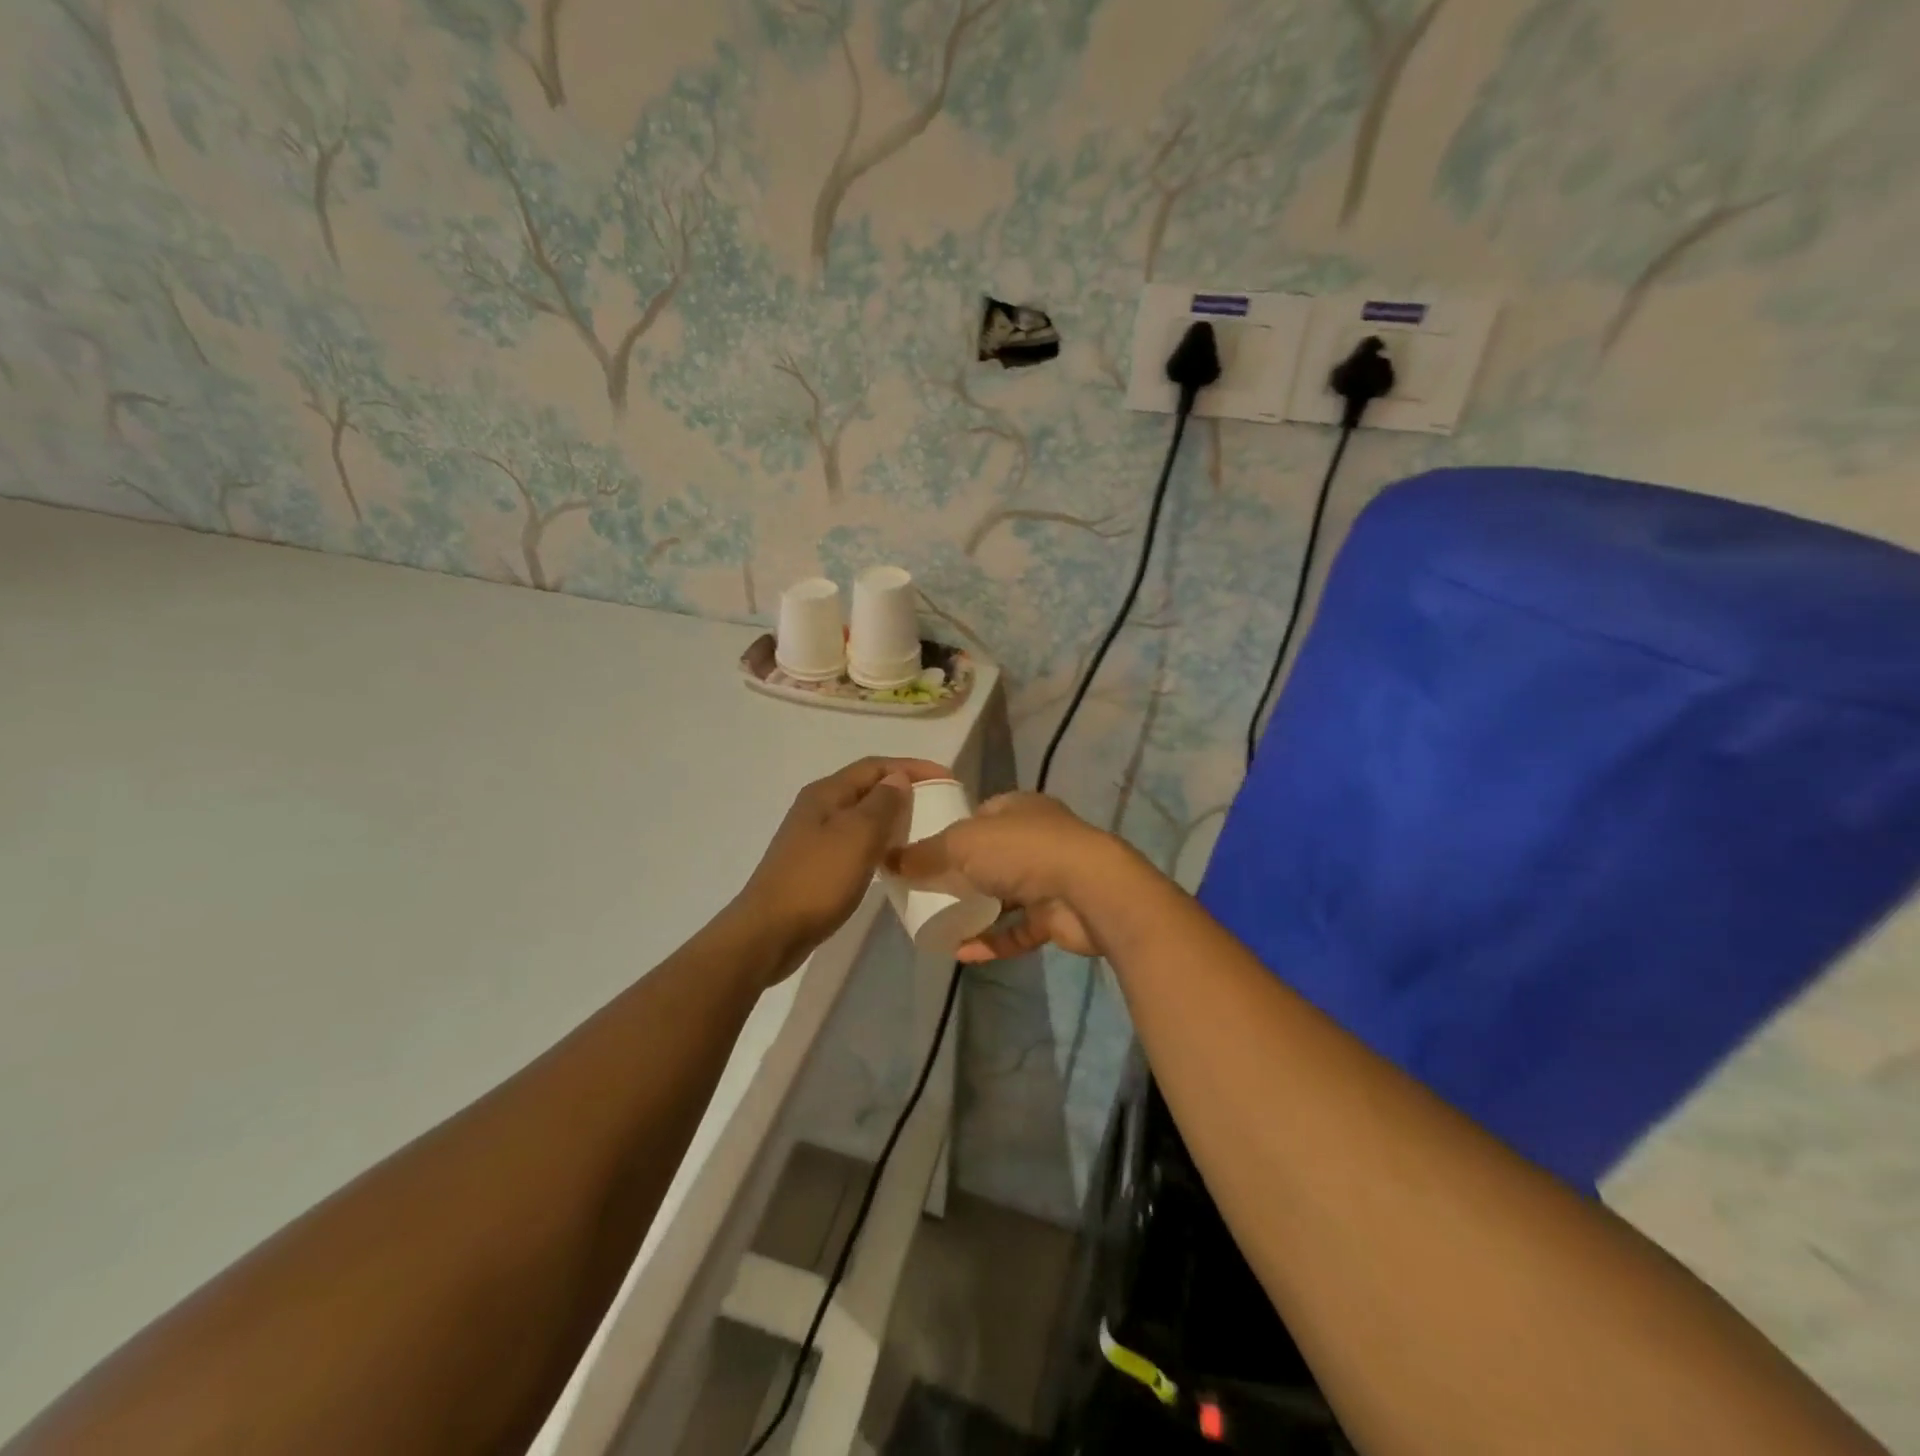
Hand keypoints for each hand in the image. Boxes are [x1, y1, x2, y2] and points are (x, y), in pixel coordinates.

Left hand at [736, 757, 951, 977]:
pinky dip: (878, 842)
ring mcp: (813, 836)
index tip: (948, 779)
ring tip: (922, 829)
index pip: (875, 765)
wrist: (769, 933)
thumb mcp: (857, 836)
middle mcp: (818, 807)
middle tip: (939, 803)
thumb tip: (898, 778)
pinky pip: (854, 841)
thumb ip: (882, 803)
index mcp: (826, 793)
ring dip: (891, 817)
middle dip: (903, 789)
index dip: (913, 767)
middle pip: (867, 787)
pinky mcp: (815, 864)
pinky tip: (892, 860)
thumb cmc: (817, 880)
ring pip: (861, 815)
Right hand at [889, 792, 1134, 961]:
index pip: (979, 815)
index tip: (923, 852)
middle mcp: (1036, 838)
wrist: (1090, 891)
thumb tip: (888, 860)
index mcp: (1018, 808)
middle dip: (961, 873)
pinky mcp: (1056, 916)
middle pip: (990, 855)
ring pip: (1004, 894)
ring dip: (976, 910)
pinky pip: (1017, 929)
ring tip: (939, 924)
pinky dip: (992, 940)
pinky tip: (962, 953)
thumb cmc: (1022, 852)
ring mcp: (1049, 877)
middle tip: (926, 892)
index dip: (951, 830)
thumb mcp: (962, 844)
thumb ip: (925, 853)